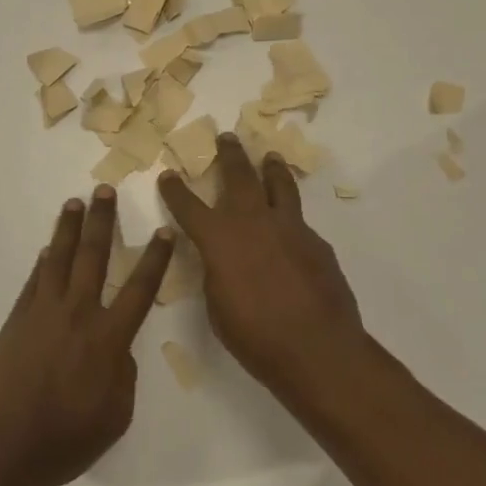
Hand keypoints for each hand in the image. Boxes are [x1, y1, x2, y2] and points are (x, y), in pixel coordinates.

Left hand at [0, 187, 174, 485]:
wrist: (5, 448)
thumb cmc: (69, 439)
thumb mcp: (117, 413)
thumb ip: (123, 373)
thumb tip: (117, 349)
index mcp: (109, 338)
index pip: (140, 288)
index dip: (155, 258)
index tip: (164, 230)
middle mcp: (78, 314)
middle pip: (94, 257)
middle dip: (103, 221)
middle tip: (105, 190)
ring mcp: (43, 313)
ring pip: (60, 259)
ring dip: (68, 229)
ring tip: (74, 203)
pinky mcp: (18, 320)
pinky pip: (34, 281)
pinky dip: (43, 262)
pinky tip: (48, 249)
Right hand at [157, 133, 370, 393]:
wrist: (317, 348)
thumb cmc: (255, 337)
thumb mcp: (218, 306)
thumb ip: (216, 272)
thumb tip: (220, 257)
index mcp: (220, 239)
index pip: (189, 206)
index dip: (175, 190)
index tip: (168, 175)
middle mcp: (253, 222)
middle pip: (239, 176)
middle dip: (229, 155)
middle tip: (226, 137)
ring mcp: (289, 227)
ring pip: (279, 185)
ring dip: (270, 168)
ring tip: (269, 156)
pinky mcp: (316, 241)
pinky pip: (299, 219)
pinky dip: (289, 213)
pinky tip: (289, 225)